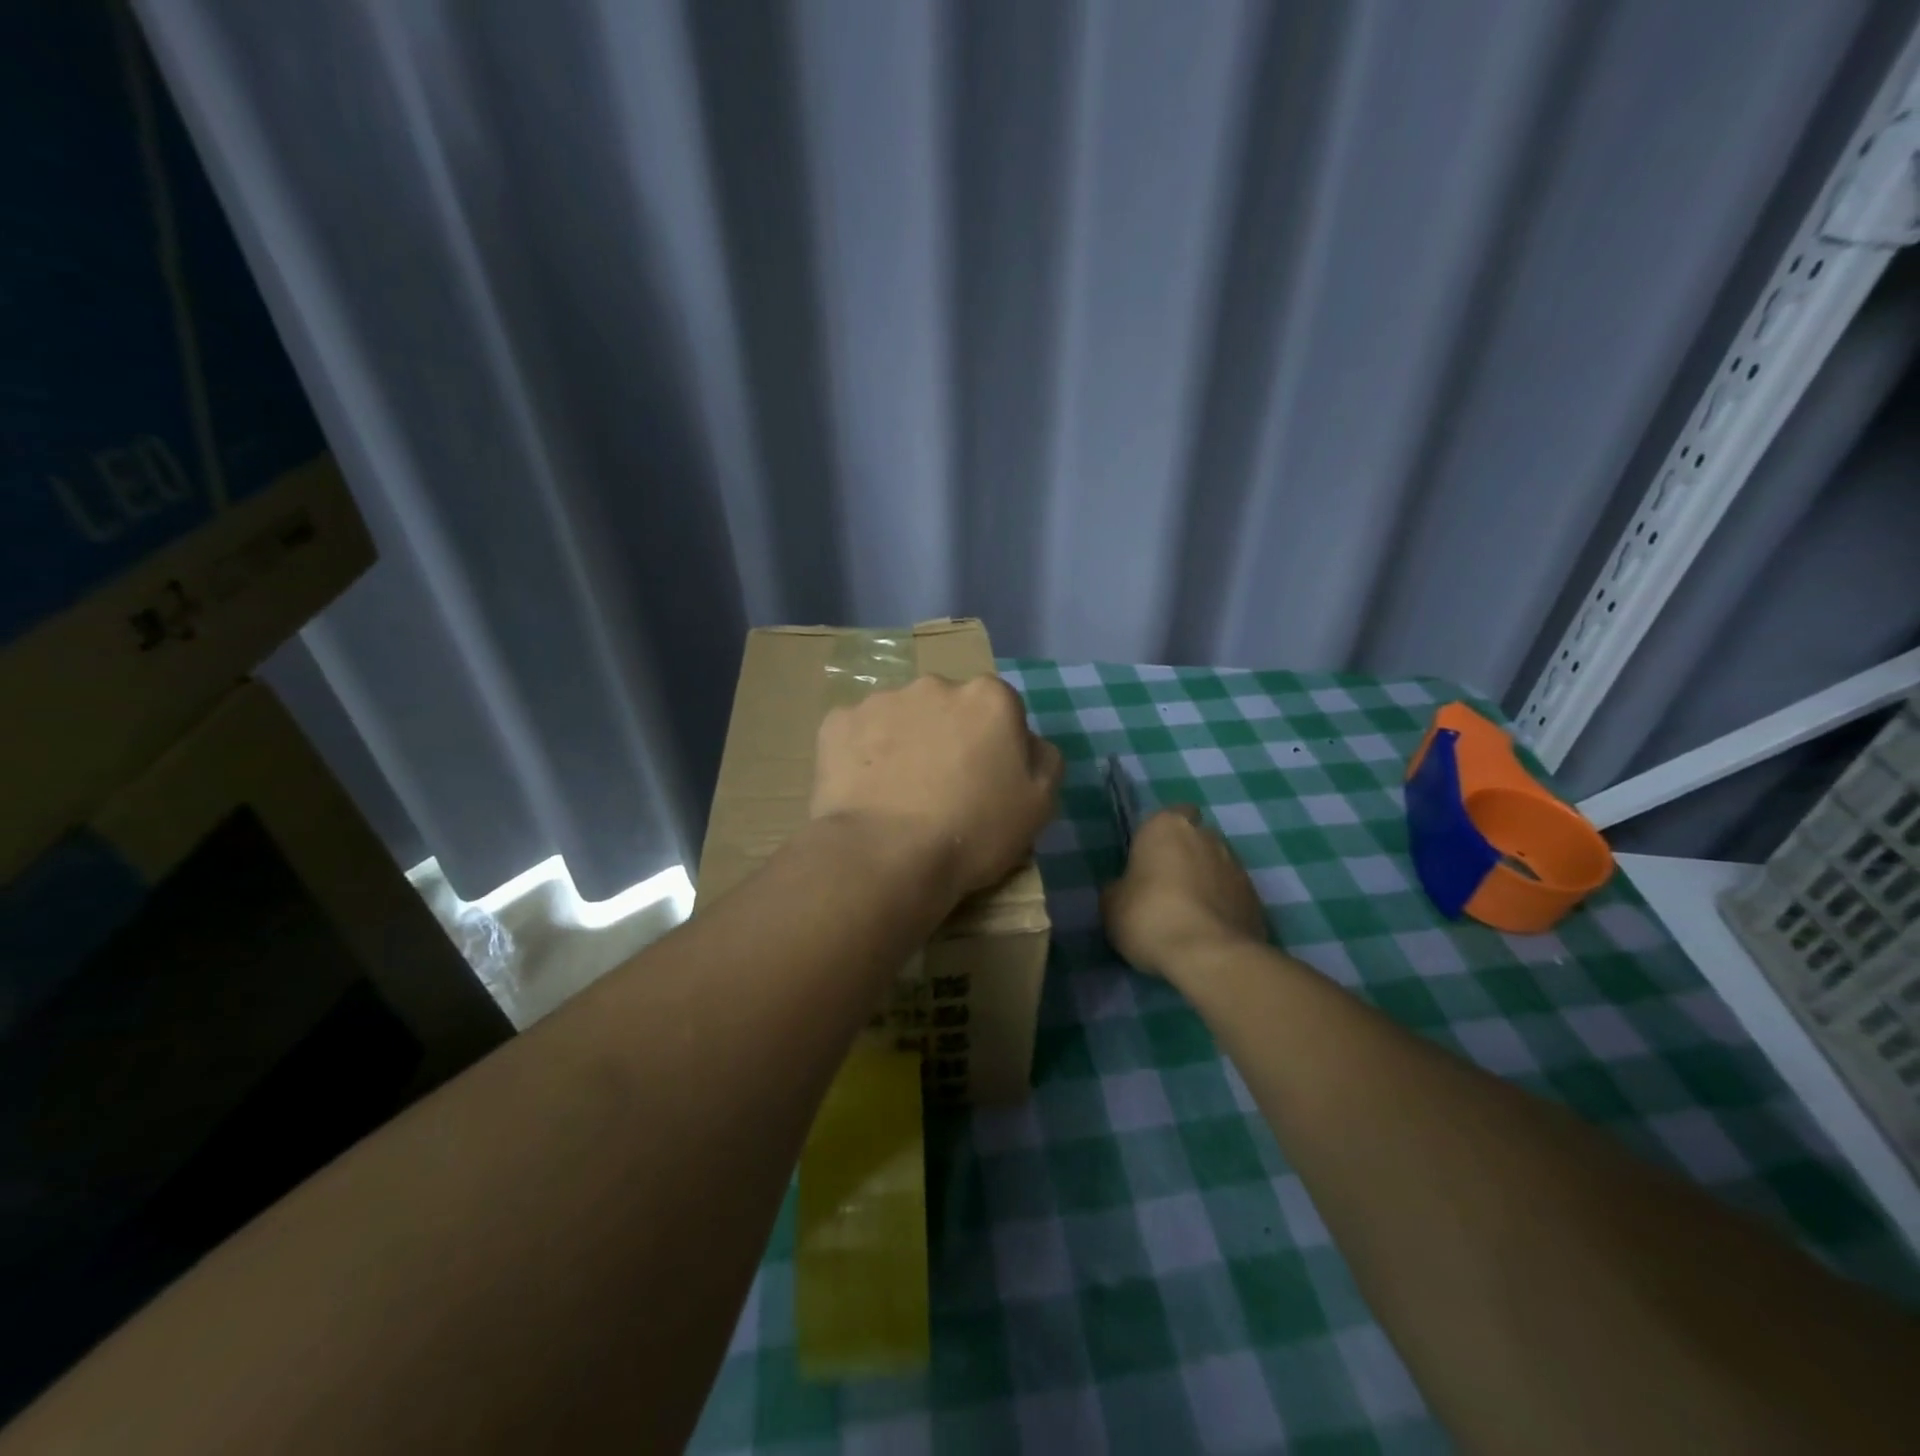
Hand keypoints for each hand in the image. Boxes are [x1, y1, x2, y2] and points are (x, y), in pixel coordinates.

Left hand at [812, 674, 1063, 902]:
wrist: (887, 855)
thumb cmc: (974, 831)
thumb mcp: (1039, 804)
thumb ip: (1043, 759)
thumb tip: (1027, 743)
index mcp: (989, 697)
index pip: (1000, 711)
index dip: (994, 747)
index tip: (985, 782)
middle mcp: (935, 684)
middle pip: (948, 707)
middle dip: (947, 736)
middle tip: (940, 787)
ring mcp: (881, 700)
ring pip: (900, 717)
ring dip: (903, 742)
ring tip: (896, 793)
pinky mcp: (837, 722)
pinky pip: (858, 733)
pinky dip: (862, 754)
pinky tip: (864, 791)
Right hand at [1102, 805, 1267, 975]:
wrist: (1210, 955)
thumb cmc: (1150, 916)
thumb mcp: (1111, 904)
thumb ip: (1120, 887)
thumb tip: (1126, 890)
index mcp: (1167, 826)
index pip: (1168, 815)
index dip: (1160, 836)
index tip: (1149, 860)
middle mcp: (1206, 836)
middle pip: (1196, 838)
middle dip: (1186, 855)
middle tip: (1166, 886)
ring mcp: (1237, 865)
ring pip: (1217, 865)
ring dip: (1206, 881)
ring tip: (1189, 914)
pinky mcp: (1256, 897)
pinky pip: (1232, 894)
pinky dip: (1222, 906)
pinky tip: (1208, 931)